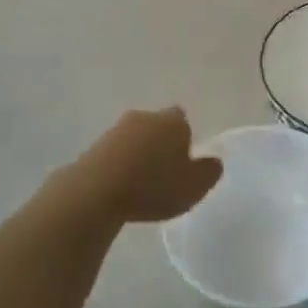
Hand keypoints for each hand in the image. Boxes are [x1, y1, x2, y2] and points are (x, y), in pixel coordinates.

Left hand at [55, 108, 221, 224]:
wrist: (97, 190)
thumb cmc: (153, 186)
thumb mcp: (193, 186)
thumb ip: (209, 172)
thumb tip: (214, 161)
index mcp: (173, 121)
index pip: (182, 119)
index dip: (184, 138)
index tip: (182, 161)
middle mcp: (145, 116)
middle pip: (157, 125)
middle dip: (160, 143)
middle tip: (163, 172)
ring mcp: (116, 129)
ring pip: (134, 137)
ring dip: (138, 153)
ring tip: (139, 183)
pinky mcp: (94, 146)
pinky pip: (114, 152)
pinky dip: (119, 164)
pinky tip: (120, 187)